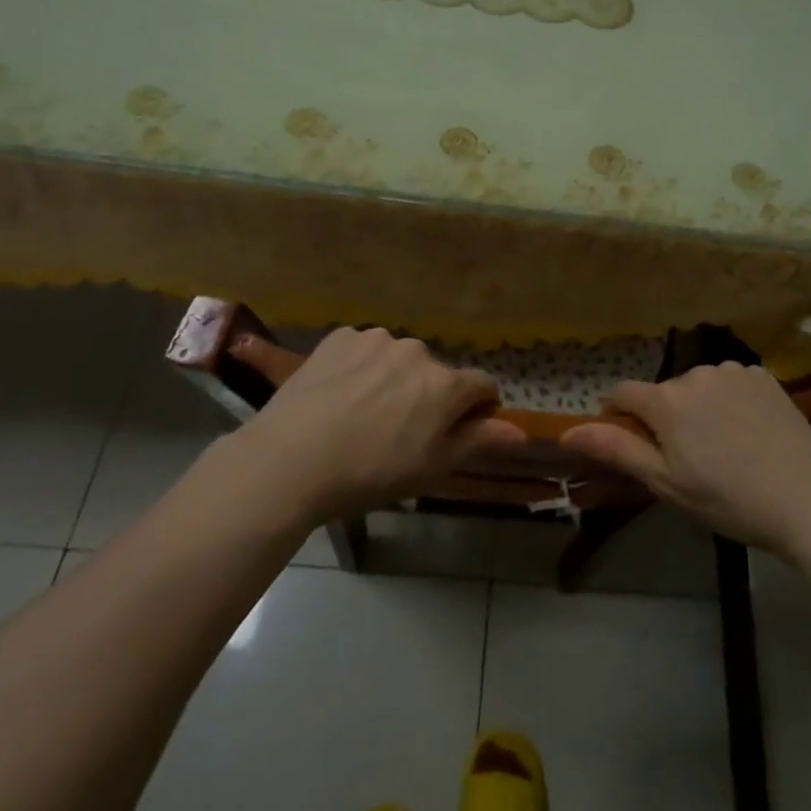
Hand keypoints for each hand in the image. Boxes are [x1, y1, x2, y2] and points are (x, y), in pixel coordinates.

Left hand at [229, 327, 526, 523]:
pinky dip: (358, 367)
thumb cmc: (369, 473)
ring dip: (392, 379)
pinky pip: (362, 349)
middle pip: (436, 373)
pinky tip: (337, 396)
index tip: (455, 431)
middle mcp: (417, 351)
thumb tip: (521, 432)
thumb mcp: (431, 468)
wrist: (289, 460)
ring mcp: (376, 339)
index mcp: (445, 384)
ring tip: (361, 414)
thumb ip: (479, 441)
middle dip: (427, 395)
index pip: (481, 385)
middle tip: (397, 432)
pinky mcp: (340, 337)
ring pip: (398, 359)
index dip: (476, 409)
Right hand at [561, 362, 810, 552]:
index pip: (622, 393)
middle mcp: (695, 373)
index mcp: (666, 400)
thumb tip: (567, 430)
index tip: (632, 444)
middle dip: (665, 418)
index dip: (618, 416)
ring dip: (698, 408)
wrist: (809, 498)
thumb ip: (617, 450)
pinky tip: (749, 432)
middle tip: (689, 461)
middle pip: (663, 392)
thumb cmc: (729, 500)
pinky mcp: (763, 375)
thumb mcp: (667, 484)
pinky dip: (729, 401)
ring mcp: (732, 370)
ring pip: (697, 386)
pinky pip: (730, 383)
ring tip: (724, 448)